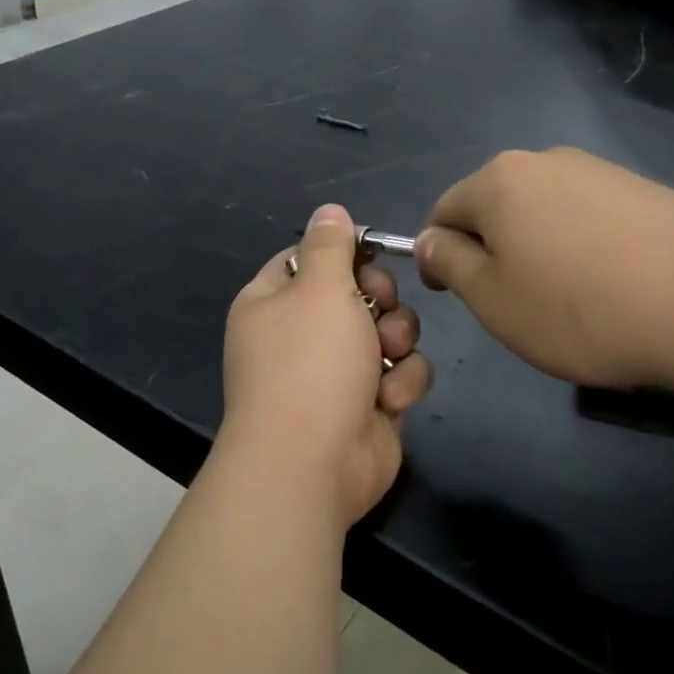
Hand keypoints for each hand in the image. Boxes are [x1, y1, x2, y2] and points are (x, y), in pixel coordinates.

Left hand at [222, 205, 431, 525]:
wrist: (311, 463)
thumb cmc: (309, 363)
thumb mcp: (319, 289)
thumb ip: (330, 245)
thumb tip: (329, 210)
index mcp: (273, 302)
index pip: (309, 258)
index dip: (343, 254)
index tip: (370, 255)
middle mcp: (301, 334)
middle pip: (358, 292)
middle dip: (380, 299)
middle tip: (377, 310)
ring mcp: (335, 372)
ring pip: (388, 330)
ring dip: (397, 340)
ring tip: (385, 356)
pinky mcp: (368, 404)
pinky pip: (400, 372)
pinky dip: (401, 383)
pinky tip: (388, 400)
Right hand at [416, 148, 673, 391]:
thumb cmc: (580, 310)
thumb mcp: (491, 298)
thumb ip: (448, 262)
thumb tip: (428, 240)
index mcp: (498, 181)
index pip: (442, 211)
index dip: (437, 255)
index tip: (453, 295)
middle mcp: (546, 161)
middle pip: (494, 205)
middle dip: (490, 249)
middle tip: (511, 301)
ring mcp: (602, 171)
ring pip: (543, 210)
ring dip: (537, 248)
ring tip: (565, 298)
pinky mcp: (647, 190)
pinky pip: (589, 216)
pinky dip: (582, 246)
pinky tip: (610, 285)